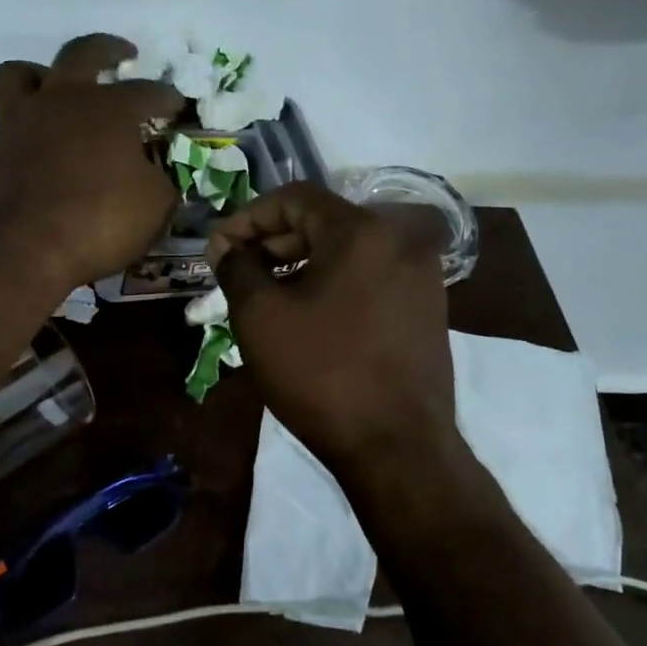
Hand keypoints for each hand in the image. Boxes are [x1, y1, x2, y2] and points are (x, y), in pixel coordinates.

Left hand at [0, 34, 183, 294]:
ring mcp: (15, 124)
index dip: (166, 97)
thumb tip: (155, 174)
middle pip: (80, 54)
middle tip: (122, 54)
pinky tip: (21, 152)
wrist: (18, 251)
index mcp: (108, 109)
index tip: (177, 104)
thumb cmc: (98, 222)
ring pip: (17, 76)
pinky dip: (10, 137)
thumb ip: (159, 181)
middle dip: (106, 49)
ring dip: (38, 76)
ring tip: (52, 89)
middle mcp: (58, 102)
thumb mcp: (154, 207)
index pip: (147, 92)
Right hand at [207, 183, 458, 475]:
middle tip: (237, 270)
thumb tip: (226, 247)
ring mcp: (422, 276)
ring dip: (301, 263)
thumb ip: (237, 268)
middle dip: (273, 241)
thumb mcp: (261, 317)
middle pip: (324, 222)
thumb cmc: (322, 374)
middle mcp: (401, 240)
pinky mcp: (428, 308)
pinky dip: (333, 283)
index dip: (247, 217)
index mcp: (363, 230)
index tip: (218, 248)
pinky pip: (370, 277)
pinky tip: (308, 313)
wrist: (398, 447)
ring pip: (348, 251)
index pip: (294, 198)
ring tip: (266, 293)